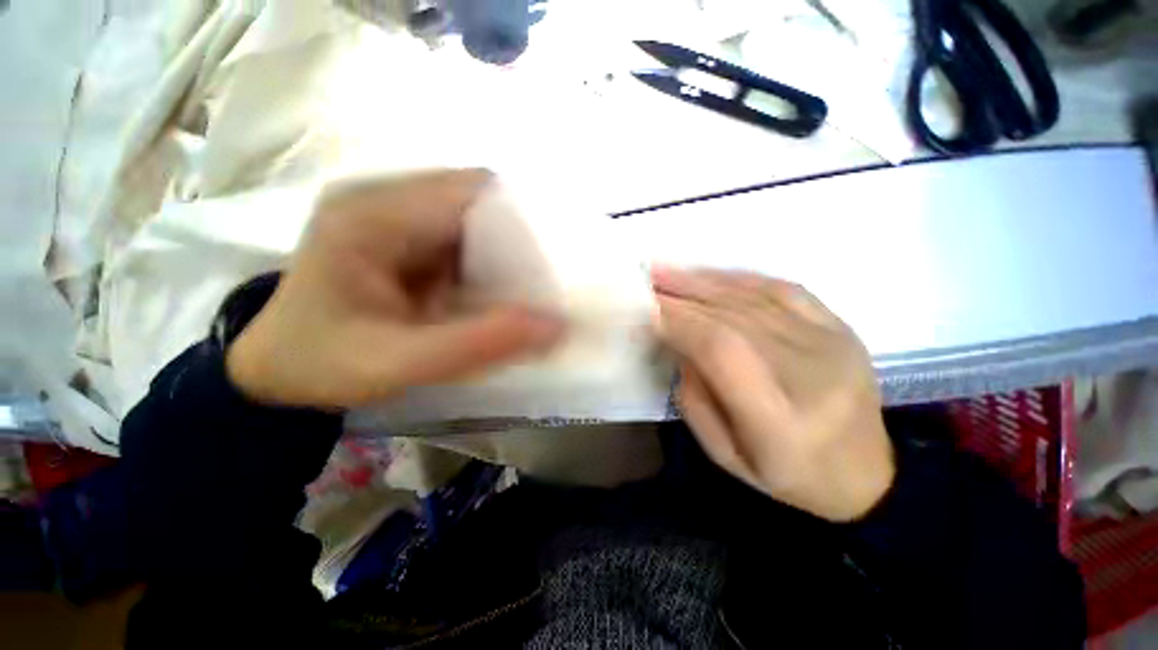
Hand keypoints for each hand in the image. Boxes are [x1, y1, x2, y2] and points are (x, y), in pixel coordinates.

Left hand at [227, 170, 563, 408]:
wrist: (278, 370)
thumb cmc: (321, 365)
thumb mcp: (397, 363)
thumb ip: (478, 344)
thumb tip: (556, 326)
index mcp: (372, 214)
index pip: (472, 192)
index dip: (523, 221)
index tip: (555, 262)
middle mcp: (387, 199)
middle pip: (481, 201)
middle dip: (522, 239)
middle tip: (549, 281)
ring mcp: (399, 216)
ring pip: (480, 220)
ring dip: (510, 253)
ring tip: (532, 288)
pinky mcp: (409, 238)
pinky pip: (469, 240)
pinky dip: (494, 263)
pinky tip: (502, 291)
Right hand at [653, 267, 893, 520]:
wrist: (867, 474)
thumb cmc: (788, 474)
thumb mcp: (726, 454)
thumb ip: (694, 398)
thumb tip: (677, 343)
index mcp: (779, 421)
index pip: (721, 350)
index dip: (680, 323)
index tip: (646, 311)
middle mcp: (809, 374)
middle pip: (732, 318)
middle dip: (681, 297)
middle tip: (646, 281)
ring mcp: (831, 344)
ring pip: (753, 298)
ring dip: (702, 281)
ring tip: (666, 270)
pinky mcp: (839, 328)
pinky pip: (782, 290)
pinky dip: (739, 278)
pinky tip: (710, 274)